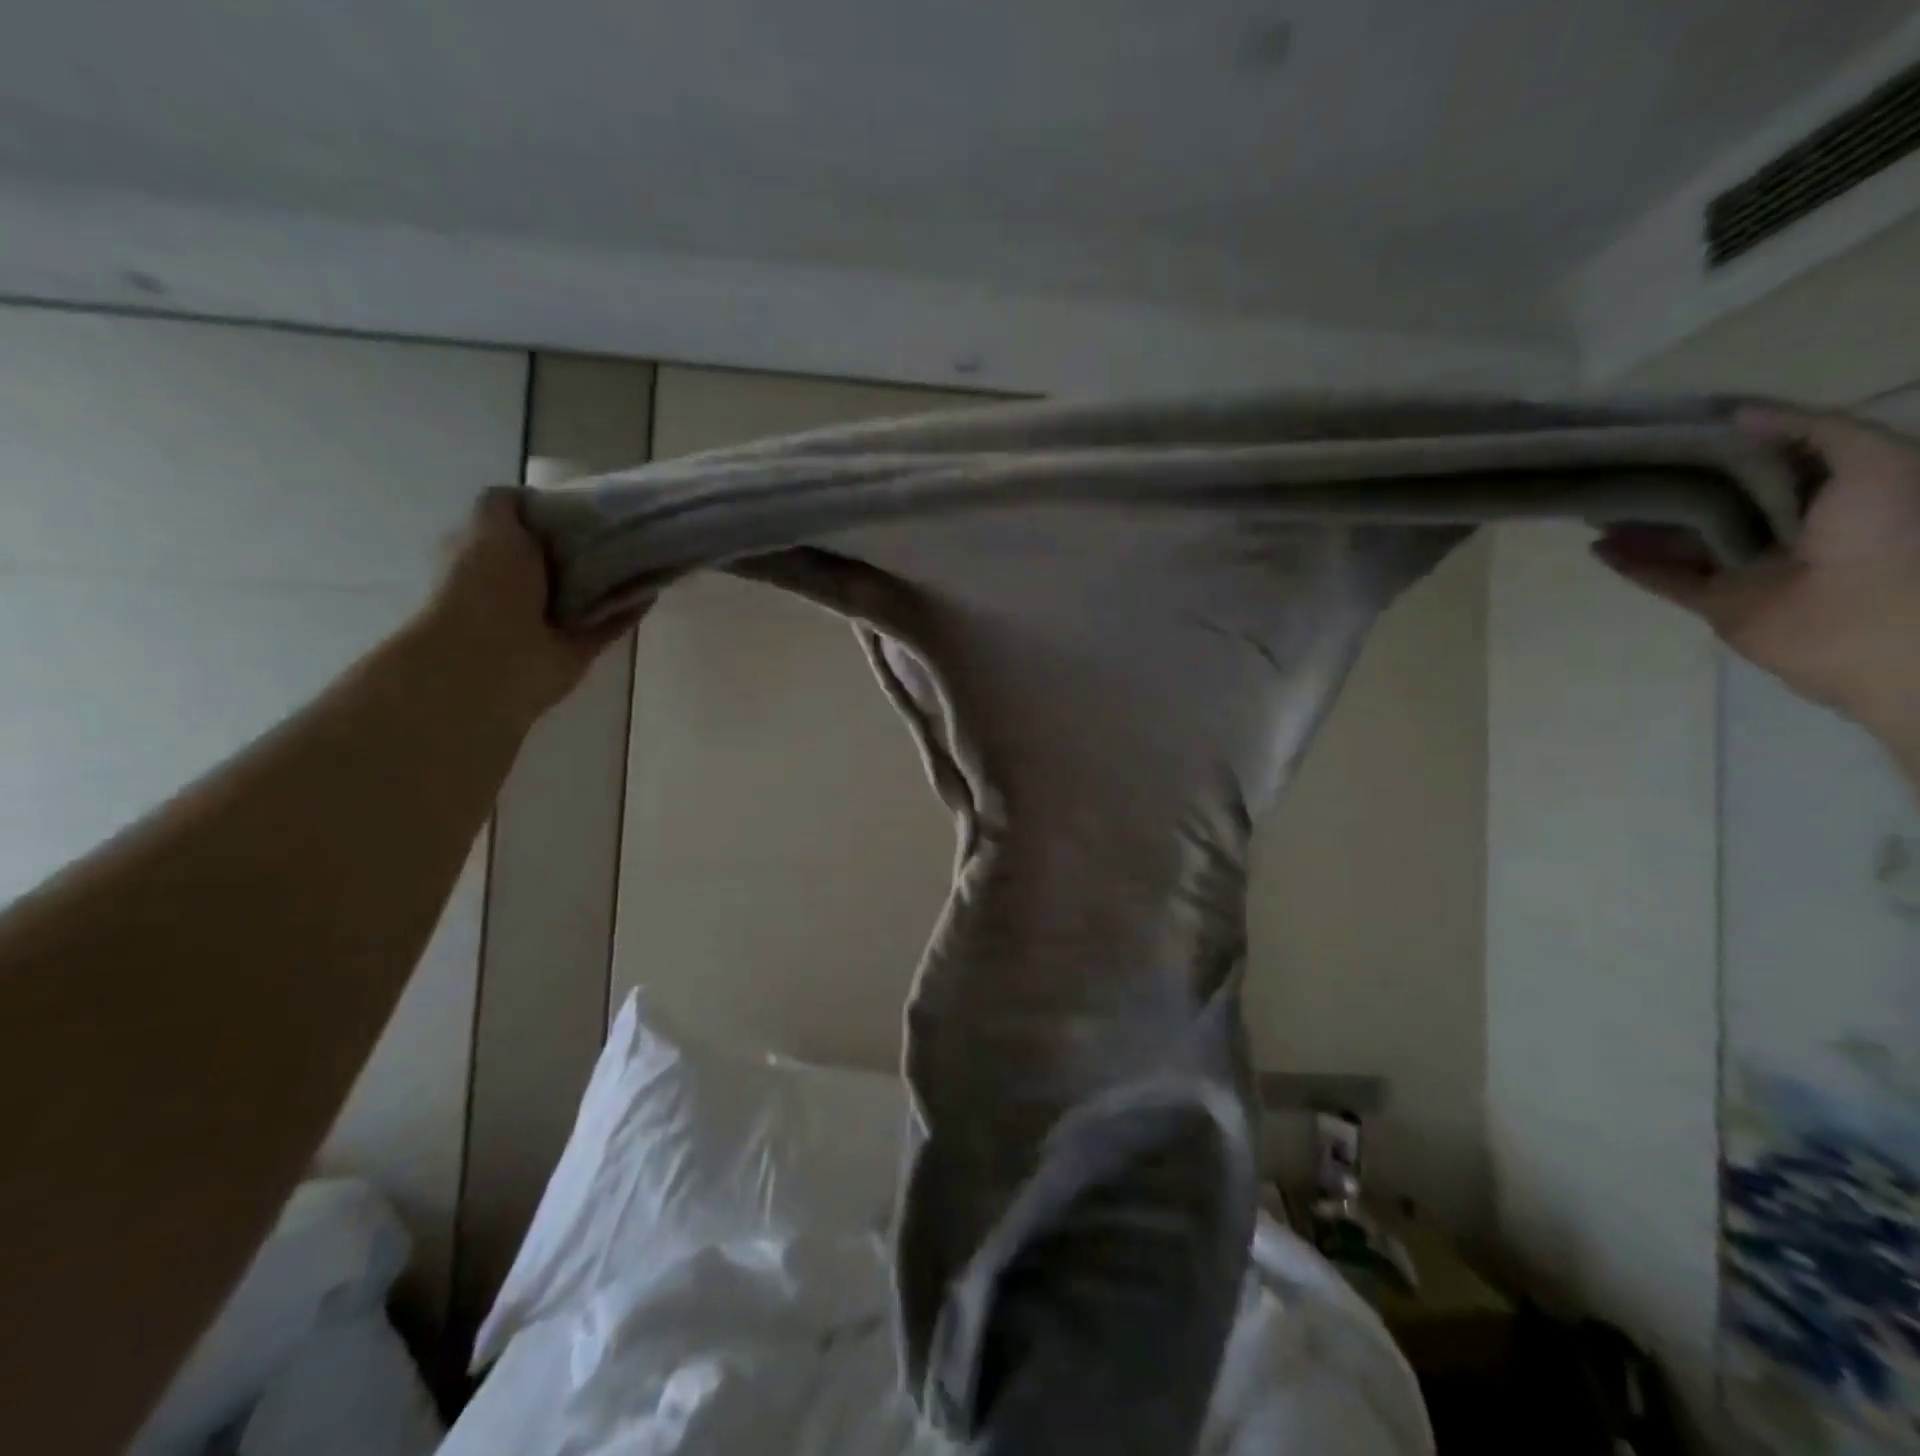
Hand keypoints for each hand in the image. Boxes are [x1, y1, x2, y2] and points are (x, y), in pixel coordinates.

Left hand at [422, 488, 642, 723]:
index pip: (528, 528)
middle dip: (593, 545)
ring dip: (615, 578)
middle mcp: (520, 587)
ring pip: (590, 593)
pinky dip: (630, 609)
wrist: (494, 660)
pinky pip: (610, 624)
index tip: (591, 502)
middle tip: (629, 526)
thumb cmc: (486, 587)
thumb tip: (533, 496)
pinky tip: (654, 589)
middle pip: (564, 560)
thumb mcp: (489, 526)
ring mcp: (550, 620)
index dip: (557, 513)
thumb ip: (507, 505)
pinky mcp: (579, 647)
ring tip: (651, 553)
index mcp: (491, 556)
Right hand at [1594, 406, 1919, 746]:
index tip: (1671, 424)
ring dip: (1641, 524)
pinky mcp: (1716, 602)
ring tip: (1595, 506)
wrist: (1876, 626)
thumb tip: (1733, 413)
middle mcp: (1788, 524)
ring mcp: (1747, 566)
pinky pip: (1666, 580)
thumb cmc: (1888, 535)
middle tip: (1620, 465)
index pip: (1763, 456)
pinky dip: (1631, 566)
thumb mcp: (1874, 460)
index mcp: (1830, 488)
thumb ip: (1812, 430)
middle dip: (1669, 482)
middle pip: (1714, 497)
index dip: (1719, 438)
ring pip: (1683, 538)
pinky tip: (1598, 549)